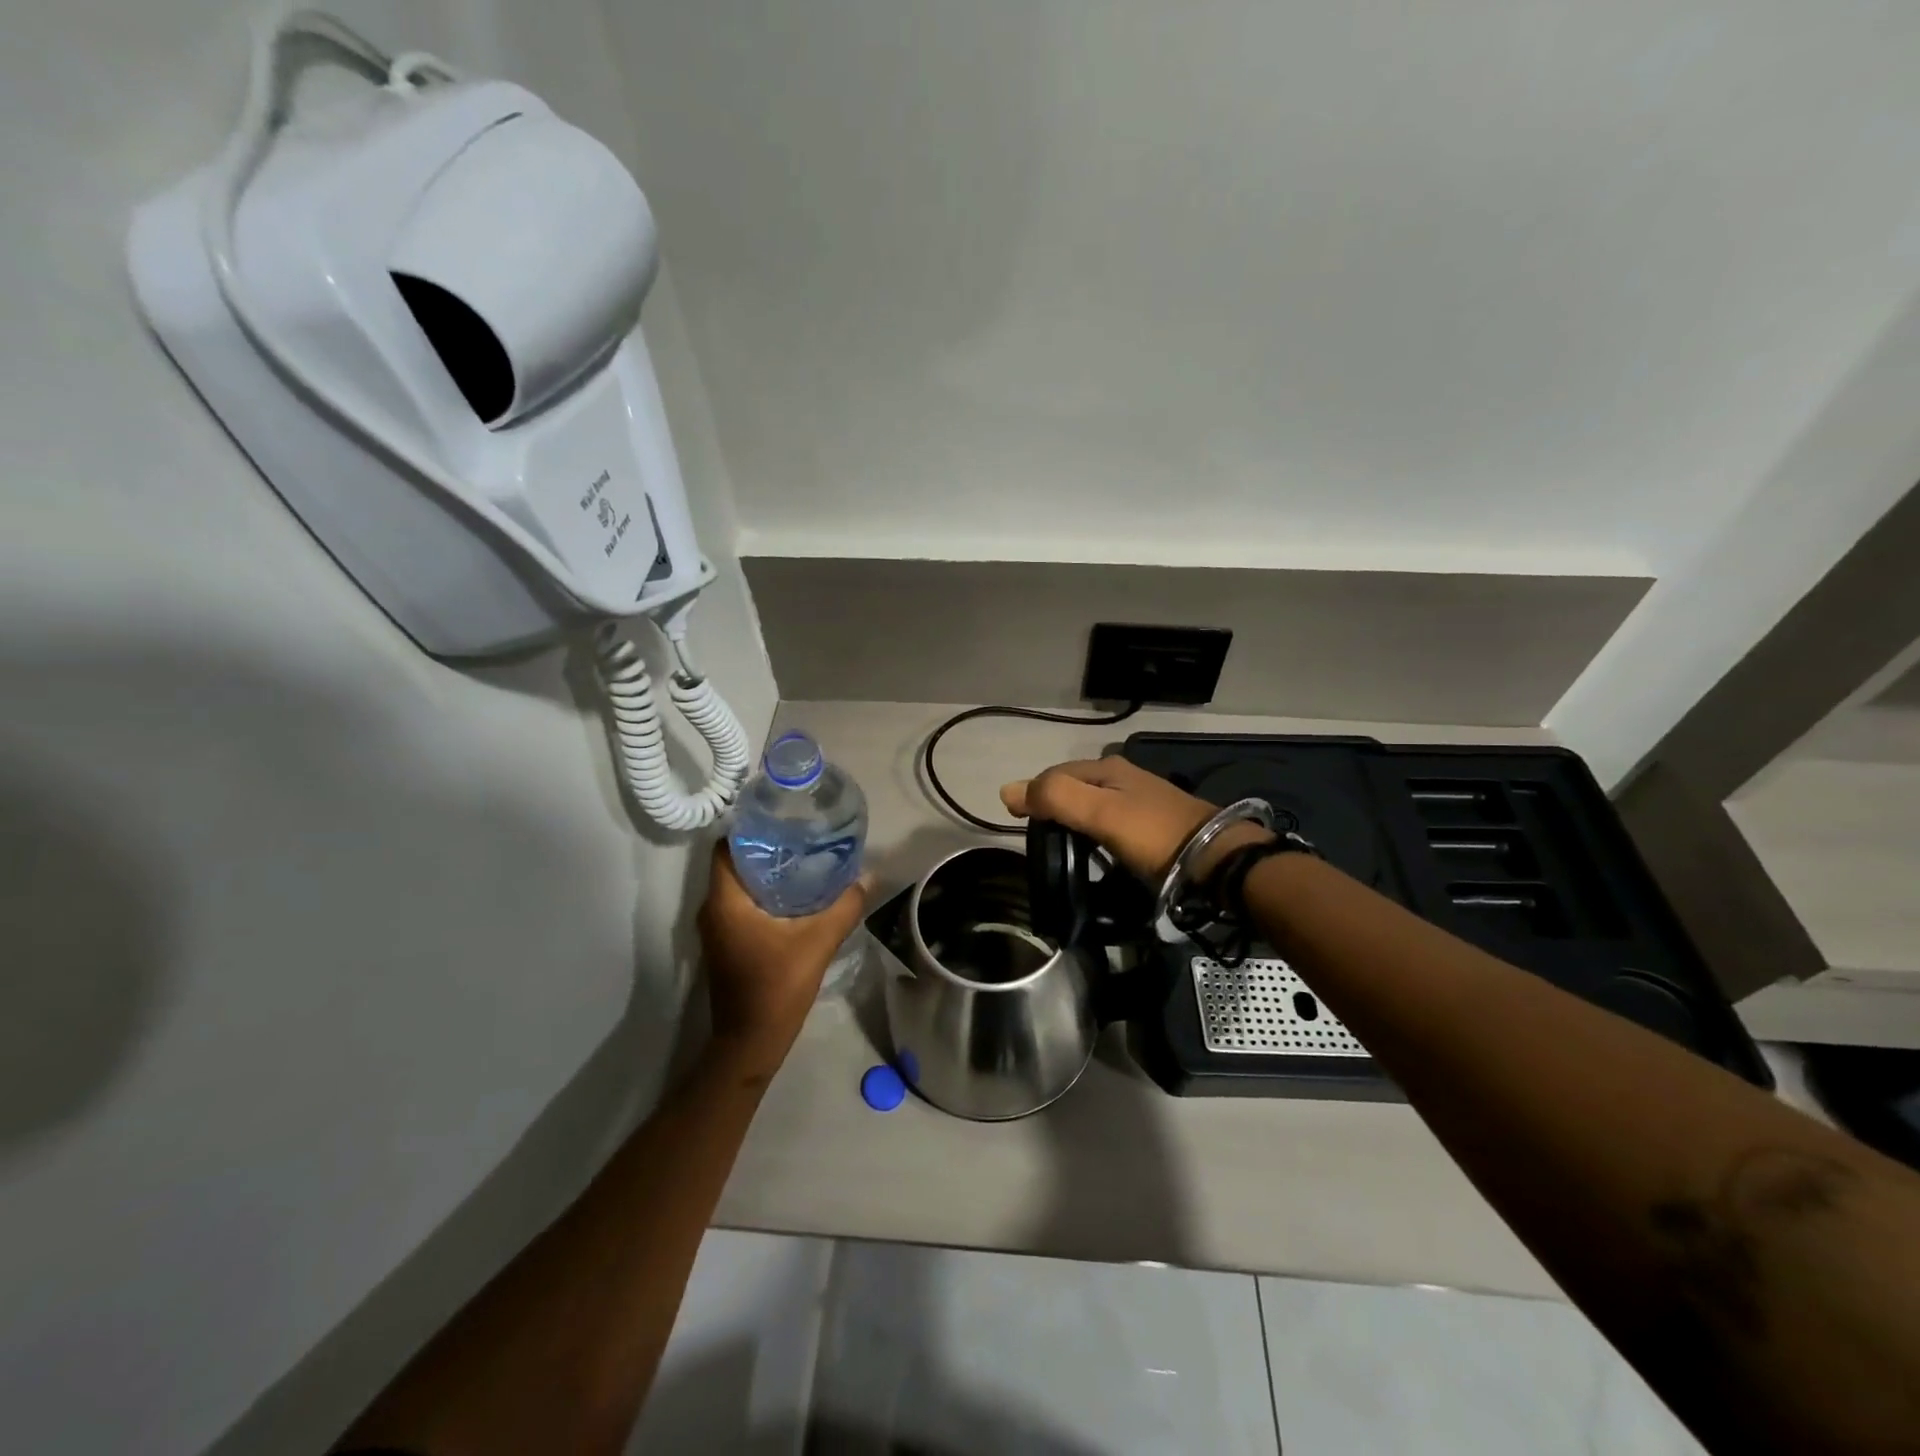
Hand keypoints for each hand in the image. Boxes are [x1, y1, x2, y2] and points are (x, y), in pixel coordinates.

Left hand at [697, 843, 868, 1076]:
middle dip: (765, 848)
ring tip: (803, 859)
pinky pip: (740, 904)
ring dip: (765, 872)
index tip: (782, 820)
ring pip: (738, 885)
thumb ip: (844, 906)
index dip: (751, 829)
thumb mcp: (818, 942)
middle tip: (801, 836)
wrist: (751, 1042)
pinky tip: (794, 895)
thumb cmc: (777, 987)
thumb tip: (868, 877)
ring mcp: (716, 929)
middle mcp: (712, 910)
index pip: (726, 847)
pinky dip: (762, 894)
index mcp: (725, 901)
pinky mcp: (725, 944)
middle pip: (734, 863)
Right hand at [1000, 756, 1268, 880]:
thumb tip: (1006, 790)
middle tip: (1038, 838)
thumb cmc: (1152, 833)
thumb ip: (1055, 798)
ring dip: (1072, 819)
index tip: (1018, 824)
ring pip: (1091, 803)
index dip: (1032, 794)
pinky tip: (1094, 848)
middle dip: (1051, 805)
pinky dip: (1092, 831)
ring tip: (1061, 846)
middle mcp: (1122, 776)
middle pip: (1073, 786)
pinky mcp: (1152, 823)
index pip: (1054, 774)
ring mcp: (1139, 799)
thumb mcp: (1100, 813)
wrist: (1215, 859)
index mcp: (1107, 768)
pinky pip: (1109, 820)